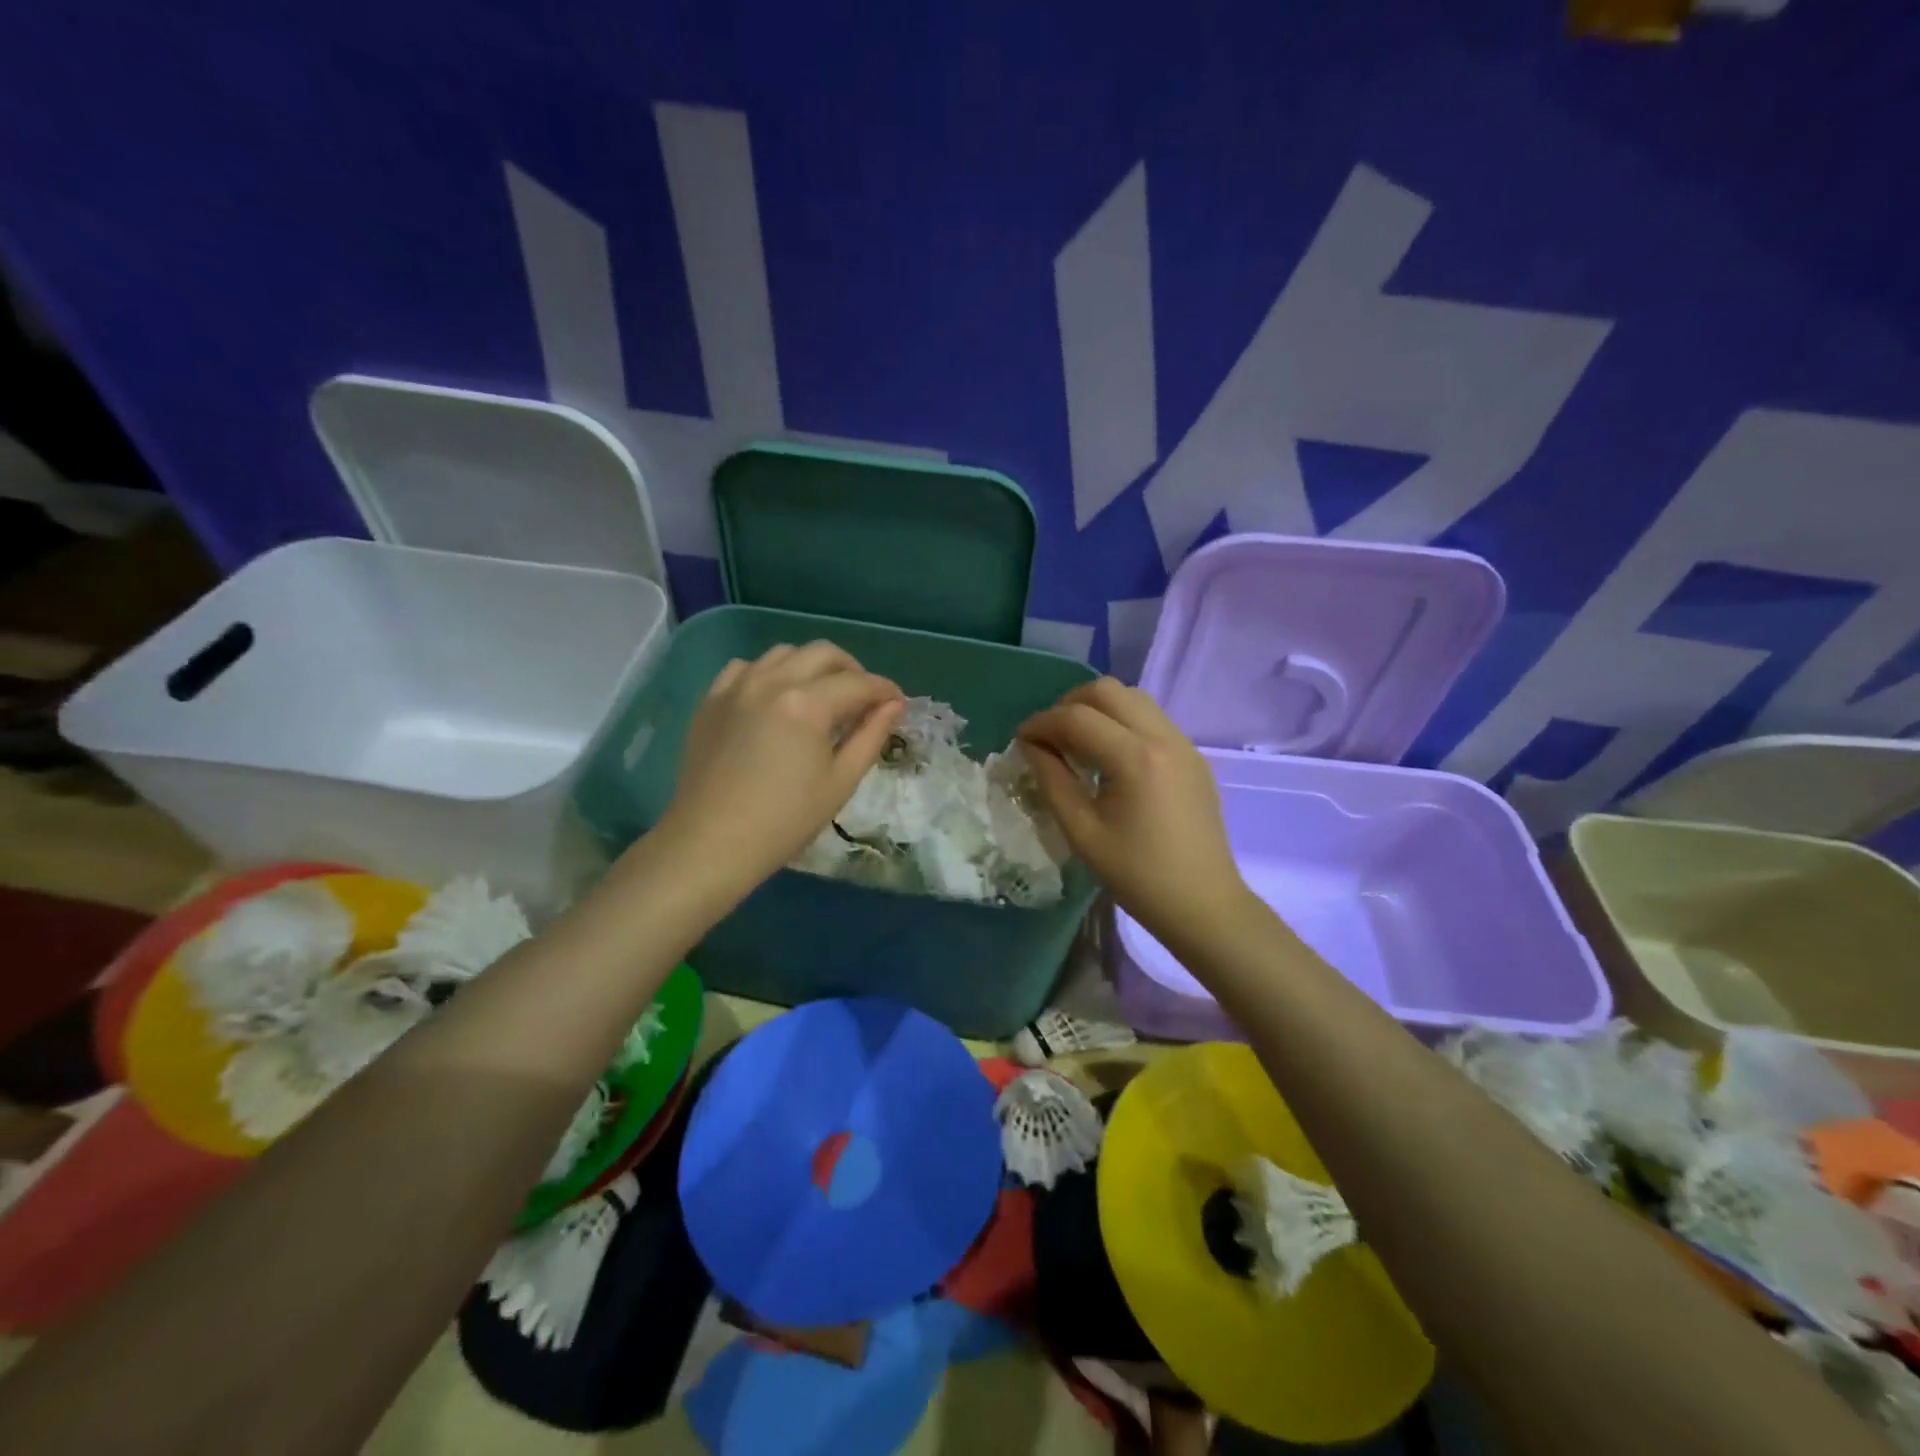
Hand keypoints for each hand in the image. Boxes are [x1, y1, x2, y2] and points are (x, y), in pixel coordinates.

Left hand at [657, 643, 904, 890]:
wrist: (711, 843)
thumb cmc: (785, 821)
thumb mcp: (840, 782)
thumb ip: (871, 736)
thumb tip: (894, 705)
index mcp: (806, 704)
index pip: (859, 683)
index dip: (885, 690)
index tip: (898, 703)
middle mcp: (771, 681)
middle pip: (823, 653)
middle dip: (852, 670)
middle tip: (863, 699)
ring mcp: (736, 686)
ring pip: (783, 654)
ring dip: (811, 667)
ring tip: (821, 698)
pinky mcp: (712, 700)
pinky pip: (746, 667)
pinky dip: (769, 673)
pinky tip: (774, 700)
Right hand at [1017, 678, 1251, 944]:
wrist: (1204, 904)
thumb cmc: (1138, 876)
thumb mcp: (1082, 832)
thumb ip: (1052, 781)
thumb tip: (1032, 747)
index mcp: (1136, 759)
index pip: (1077, 718)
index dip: (1041, 723)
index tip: (1020, 741)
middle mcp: (1163, 738)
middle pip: (1107, 691)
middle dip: (1069, 705)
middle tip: (1048, 736)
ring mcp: (1183, 744)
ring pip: (1132, 698)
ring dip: (1097, 708)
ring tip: (1076, 741)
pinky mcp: (1192, 756)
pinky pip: (1150, 718)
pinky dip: (1121, 722)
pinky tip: (1107, 756)